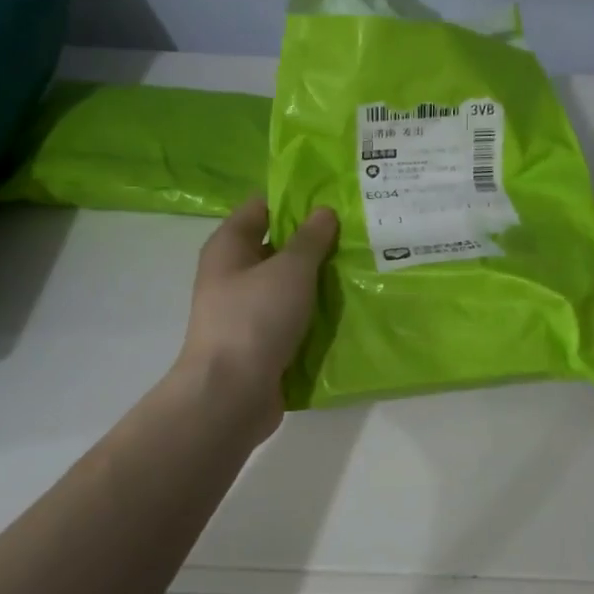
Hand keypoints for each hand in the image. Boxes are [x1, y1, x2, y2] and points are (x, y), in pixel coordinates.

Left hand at [175, 198, 337, 441]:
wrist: (232, 394)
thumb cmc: (255, 319)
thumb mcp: (290, 270)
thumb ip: (310, 240)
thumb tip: (324, 212)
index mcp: (230, 247)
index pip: (261, 208)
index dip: (295, 200)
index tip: (335, 199)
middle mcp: (234, 275)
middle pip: (278, 247)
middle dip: (316, 242)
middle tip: (360, 234)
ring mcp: (247, 311)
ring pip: (290, 286)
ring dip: (320, 281)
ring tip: (363, 268)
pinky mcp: (262, 342)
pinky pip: (294, 318)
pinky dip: (317, 314)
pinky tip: (350, 309)